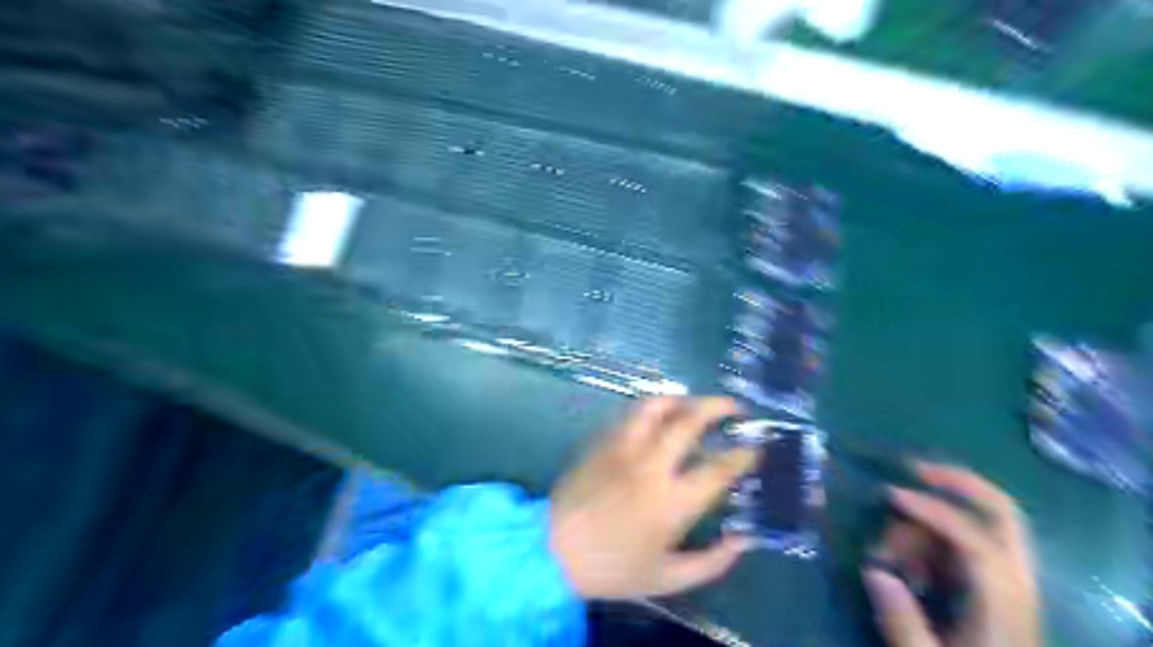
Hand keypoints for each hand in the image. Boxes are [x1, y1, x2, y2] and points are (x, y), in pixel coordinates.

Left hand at [546, 397, 758, 598]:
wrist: (551, 551)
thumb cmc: (611, 568)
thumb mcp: (667, 579)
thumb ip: (711, 563)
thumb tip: (743, 540)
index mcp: (672, 501)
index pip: (718, 468)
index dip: (743, 455)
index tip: (755, 449)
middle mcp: (651, 465)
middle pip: (689, 421)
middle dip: (718, 407)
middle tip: (734, 407)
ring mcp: (623, 448)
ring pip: (655, 407)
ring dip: (681, 399)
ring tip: (694, 402)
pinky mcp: (601, 442)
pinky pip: (630, 415)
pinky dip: (650, 409)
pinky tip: (657, 416)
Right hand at [859, 462, 1040, 646]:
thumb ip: (902, 620)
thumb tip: (875, 572)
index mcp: (1004, 605)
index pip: (976, 540)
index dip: (933, 510)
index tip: (891, 495)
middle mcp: (1014, 584)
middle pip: (1002, 513)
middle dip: (957, 483)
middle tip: (913, 468)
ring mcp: (1006, 582)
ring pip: (970, 525)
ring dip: (927, 524)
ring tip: (888, 552)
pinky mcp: (992, 587)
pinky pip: (961, 543)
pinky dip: (931, 540)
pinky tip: (904, 565)